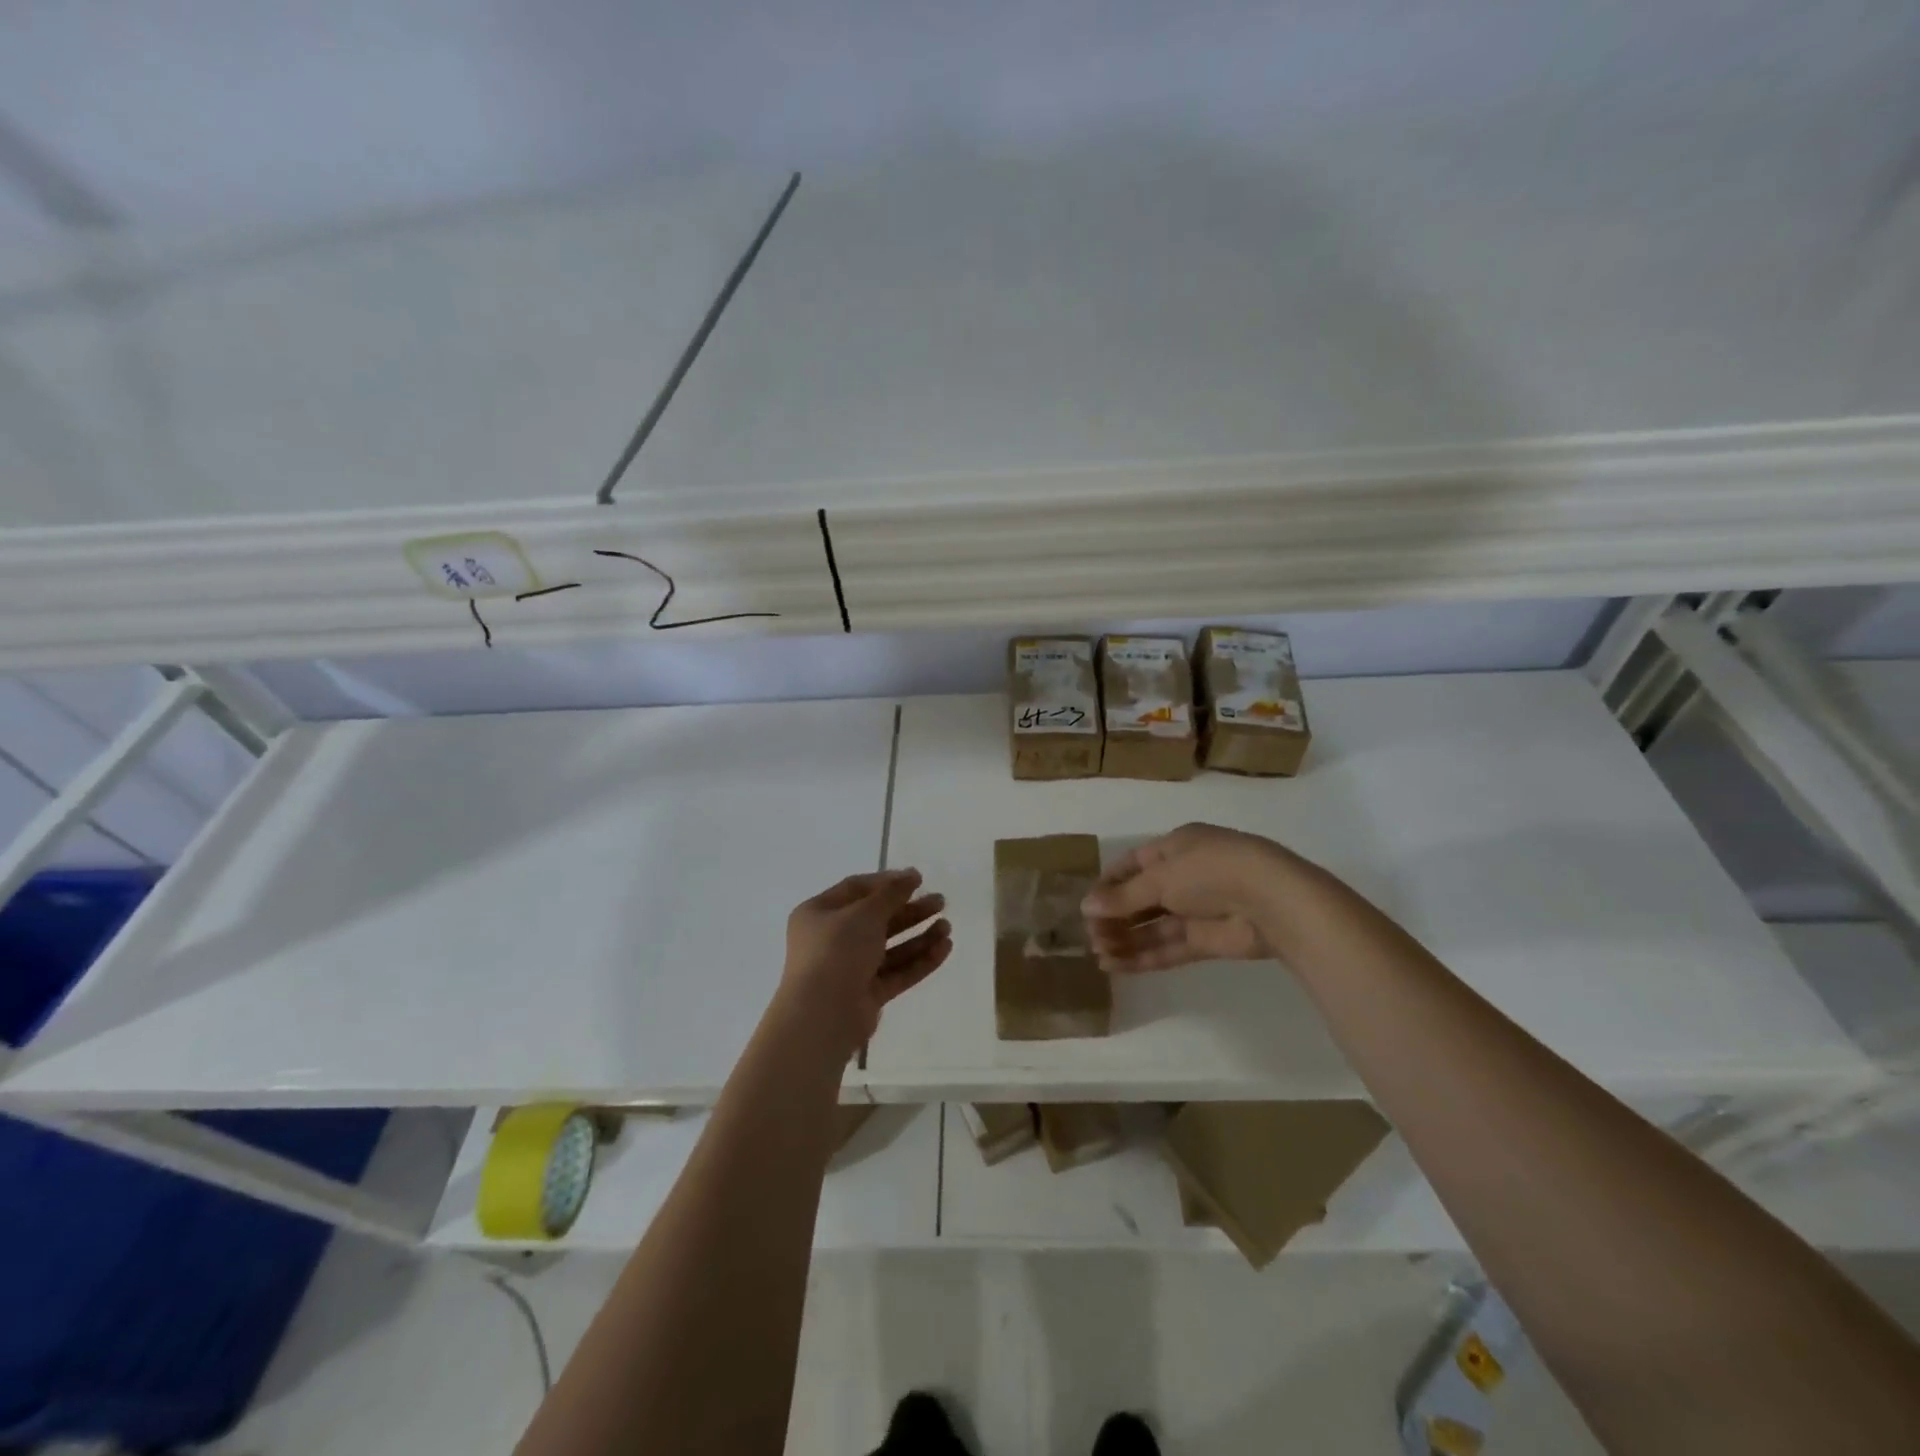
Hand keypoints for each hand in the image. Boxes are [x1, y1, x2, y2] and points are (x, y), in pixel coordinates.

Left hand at [780, 869, 950, 1051]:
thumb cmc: (837, 950)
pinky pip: (896, 972)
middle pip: (877, 919)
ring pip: (890, 948)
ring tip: (947, 926)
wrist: (823, 1015)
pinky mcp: (867, 995)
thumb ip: (891, 893)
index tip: (918, 879)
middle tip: (940, 902)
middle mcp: (831, 939)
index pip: (856, 889)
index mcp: (819, 913)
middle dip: (909, 910)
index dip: (887, 882)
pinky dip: (919, 960)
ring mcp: (849, 969)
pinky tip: (944, 948)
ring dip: (919, 936)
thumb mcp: (865, 913)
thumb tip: (911, 875)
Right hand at [1081, 823, 1295, 972]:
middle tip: (1090, 936)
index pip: (1134, 865)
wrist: (1272, 901)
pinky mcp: (1207, 941)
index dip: (1109, 884)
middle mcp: (1185, 876)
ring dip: (1126, 939)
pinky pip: (1169, 948)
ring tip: (1098, 955)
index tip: (1087, 905)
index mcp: (1176, 847)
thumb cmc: (1210, 871)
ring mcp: (1197, 910)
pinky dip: (1143, 957)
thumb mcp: (1161, 877)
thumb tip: (1086, 906)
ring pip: (1153, 926)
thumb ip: (1124, 896)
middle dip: (1115, 917)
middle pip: (1141, 898)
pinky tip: (1116, 967)